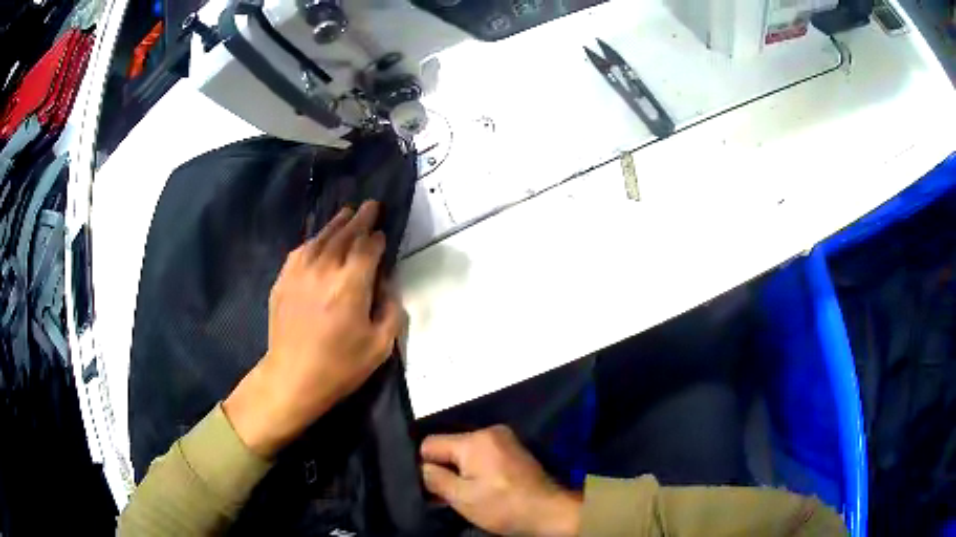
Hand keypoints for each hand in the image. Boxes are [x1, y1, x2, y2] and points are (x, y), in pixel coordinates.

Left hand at [224, 201, 402, 456]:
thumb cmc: (340, 366)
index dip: (377, 238)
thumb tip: (387, 287)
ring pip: (322, 237)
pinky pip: (301, 250)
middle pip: (345, 234)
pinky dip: (314, 240)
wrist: (292, 377)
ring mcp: (300, 271)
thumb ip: (391, 312)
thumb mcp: (380, 347)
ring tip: (348, 212)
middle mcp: (325, 269)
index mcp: (351, 284)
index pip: (368, 248)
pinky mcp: (284, 279)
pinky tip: (318, 240)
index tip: (383, 234)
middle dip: (361, 218)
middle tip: (371, 205)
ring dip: (337, 223)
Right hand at [421, 426, 581, 536]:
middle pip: (449, 446)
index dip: (425, 466)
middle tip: (446, 494)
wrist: (549, 511)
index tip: (431, 488)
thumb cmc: (503, 506)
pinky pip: (482, 454)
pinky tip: (481, 487)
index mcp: (475, 439)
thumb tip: (421, 468)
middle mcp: (489, 431)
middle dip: (444, 469)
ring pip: (465, 452)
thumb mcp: (462, 497)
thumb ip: (435, 479)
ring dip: (460, 470)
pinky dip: (476, 469)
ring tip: (465, 493)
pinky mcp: (513, 450)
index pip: (430, 443)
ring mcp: (504, 439)